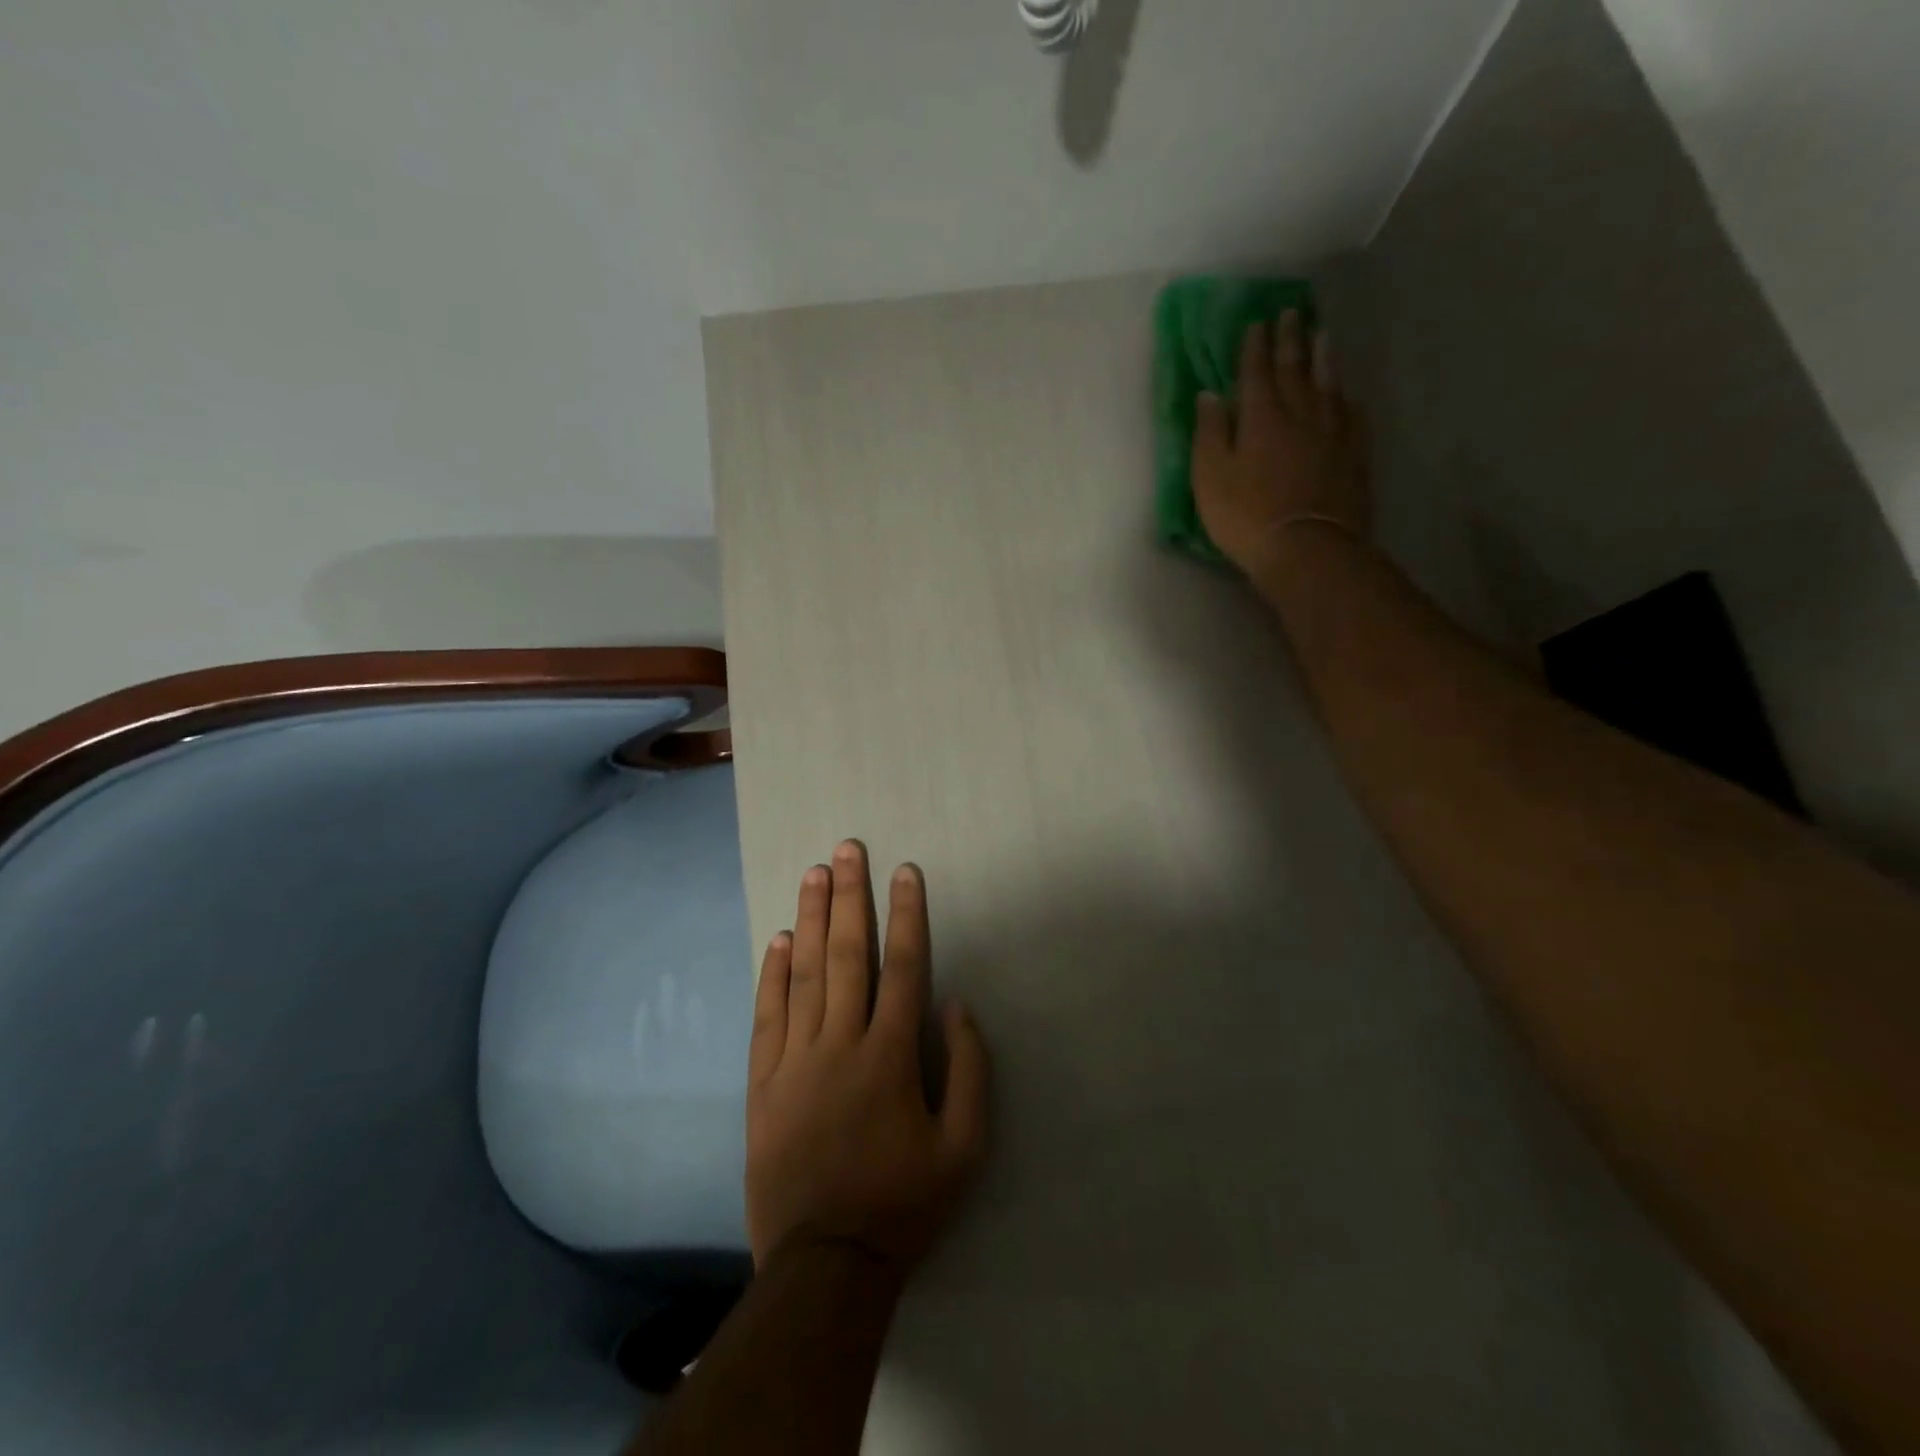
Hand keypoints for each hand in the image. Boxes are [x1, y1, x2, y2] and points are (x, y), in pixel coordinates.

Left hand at [746, 840, 990, 1278]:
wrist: (825, 1264)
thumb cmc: (903, 1204)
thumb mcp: (964, 1149)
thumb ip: (969, 1071)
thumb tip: (957, 1005)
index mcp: (890, 1056)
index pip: (904, 967)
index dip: (908, 914)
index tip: (905, 871)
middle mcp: (841, 1044)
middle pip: (848, 955)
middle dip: (851, 896)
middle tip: (846, 849)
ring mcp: (795, 1060)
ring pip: (804, 974)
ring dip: (811, 919)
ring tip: (814, 874)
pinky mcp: (763, 1082)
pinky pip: (767, 1016)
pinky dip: (772, 974)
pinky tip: (778, 939)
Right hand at [1191, 310, 1370, 577]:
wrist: (1307, 547)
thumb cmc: (1246, 516)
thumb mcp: (1210, 477)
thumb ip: (1209, 433)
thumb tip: (1209, 395)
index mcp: (1261, 418)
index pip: (1256, 372)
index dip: (1254, 347)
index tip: (1256, 322)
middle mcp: (1300, 414)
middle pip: (1296, 369)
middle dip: (1291, 339)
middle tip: (1292, 313)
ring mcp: (1332, 433)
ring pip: (1328, 384)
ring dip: (1323, 358)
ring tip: (1323, 335)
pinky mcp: (1353, 455)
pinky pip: (1352, 416)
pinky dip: (1346, 398)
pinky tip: (1347, 394)